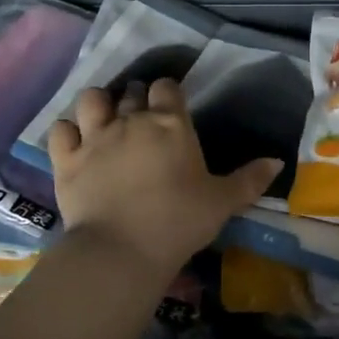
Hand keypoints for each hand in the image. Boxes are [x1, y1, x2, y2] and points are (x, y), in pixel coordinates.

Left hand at [49, 80, 281, 277]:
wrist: (123, 249)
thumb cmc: (179, 221)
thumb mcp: (222, 202)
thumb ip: (250, 179)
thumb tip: (278, 161)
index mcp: (170, 124)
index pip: (167, 88)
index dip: (168, 93)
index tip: (170, 106)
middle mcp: (131, 120)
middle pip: (132, 91)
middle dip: (136, 98)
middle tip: (140, 117)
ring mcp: (95, 137)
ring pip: (92, 99)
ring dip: (98, 104)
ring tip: (103, 119)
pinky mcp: (67, 159)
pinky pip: (60, 129)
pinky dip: (66, 131)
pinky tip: (73, 142)